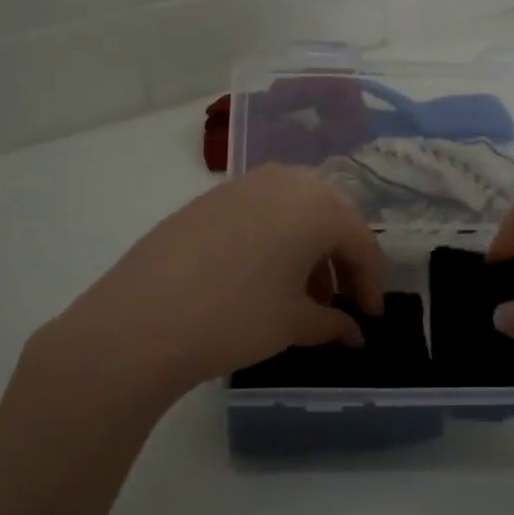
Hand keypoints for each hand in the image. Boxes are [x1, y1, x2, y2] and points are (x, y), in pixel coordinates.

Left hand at [37, 165, 386, 404]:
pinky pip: (261, 212)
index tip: (371, 317)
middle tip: (340, 300)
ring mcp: (243, 185)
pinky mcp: (210, 199)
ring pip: (294, 211)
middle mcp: (285, 181)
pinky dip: (275, 240)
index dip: (372, 282)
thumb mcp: (294, 324)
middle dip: (341, 259)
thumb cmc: (236, 317)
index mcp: (317, 206)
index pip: (361, 241)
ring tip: (302, 296)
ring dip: (308, 249)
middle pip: (330, 216)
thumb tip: (353, 333)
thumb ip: (332, 324)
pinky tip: (262, 278)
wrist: (142, 319)